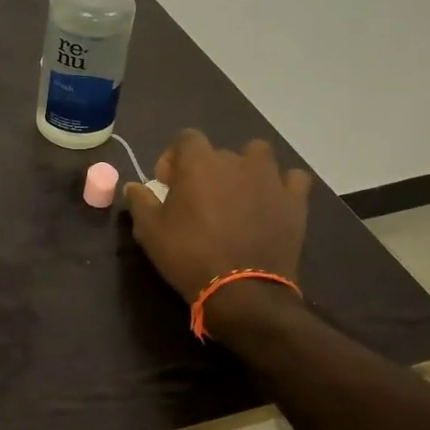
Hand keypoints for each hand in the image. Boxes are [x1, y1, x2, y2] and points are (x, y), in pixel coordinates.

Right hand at [122, 129, 312, 328]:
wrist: (242, 291)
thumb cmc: (189, 255)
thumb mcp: (150, 232)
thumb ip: (140, 202)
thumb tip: (134, 186)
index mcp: (199, 162)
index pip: (186, 138)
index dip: (175, 157)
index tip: (168, 183)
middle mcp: (236, 160)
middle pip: (219, 151)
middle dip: (207, 168)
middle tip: (200, 198)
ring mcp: (270, 178)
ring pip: (259, 155)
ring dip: (247, 168)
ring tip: (239, 194)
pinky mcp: (295, 201)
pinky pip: (293, 179)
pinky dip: (283, 186)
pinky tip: (272, 203)